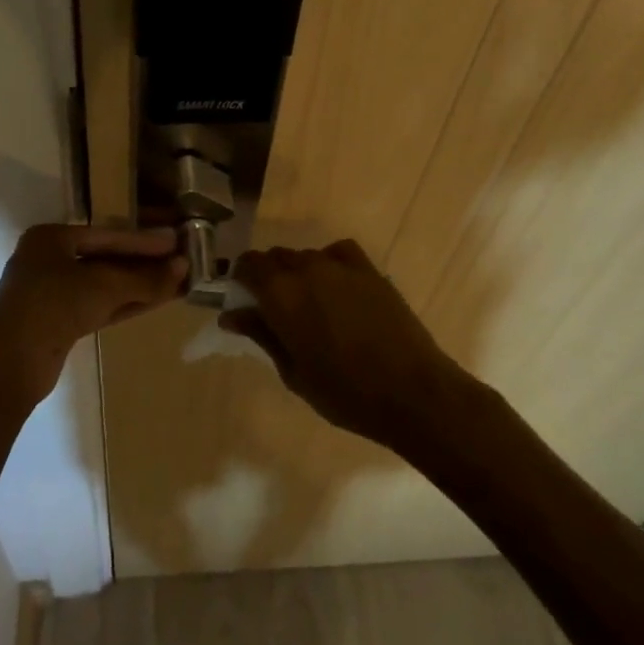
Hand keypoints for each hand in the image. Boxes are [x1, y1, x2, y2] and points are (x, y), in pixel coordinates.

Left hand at [0, 224, 185, 403]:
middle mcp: (50, 261)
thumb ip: (144, 278)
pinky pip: (100, 306)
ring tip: (178, 282)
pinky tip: (158, 301)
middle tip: (181, 262)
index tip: (176, 241)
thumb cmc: (53, 306)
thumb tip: (183, 268)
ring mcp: (53, 294)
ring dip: (140, 286)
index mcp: (51, 238)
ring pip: (105, 286)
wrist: (9, 364)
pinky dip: (127, 303)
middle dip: (144, 264)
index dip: (144, 241)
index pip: (107, 235)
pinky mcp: (60, 323)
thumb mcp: (103, 286)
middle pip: (107, 259)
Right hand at [219, 239, 468, 450]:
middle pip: (275, 257)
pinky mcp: (369, 269)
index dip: (240, 279)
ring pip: (304, 256)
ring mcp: (340, 266)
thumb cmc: (345, 393)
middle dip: (267, 276)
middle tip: (273, 309)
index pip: (247, 265)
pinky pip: (337, 252)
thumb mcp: (293, 372)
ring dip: (296, 272)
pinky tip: (334, 287)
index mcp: (281, 294)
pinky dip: (328, 263)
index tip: (243, 300)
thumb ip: (262, 335)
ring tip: (308, 304)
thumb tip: (231, 315)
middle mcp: (306, 269)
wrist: (412, 392)